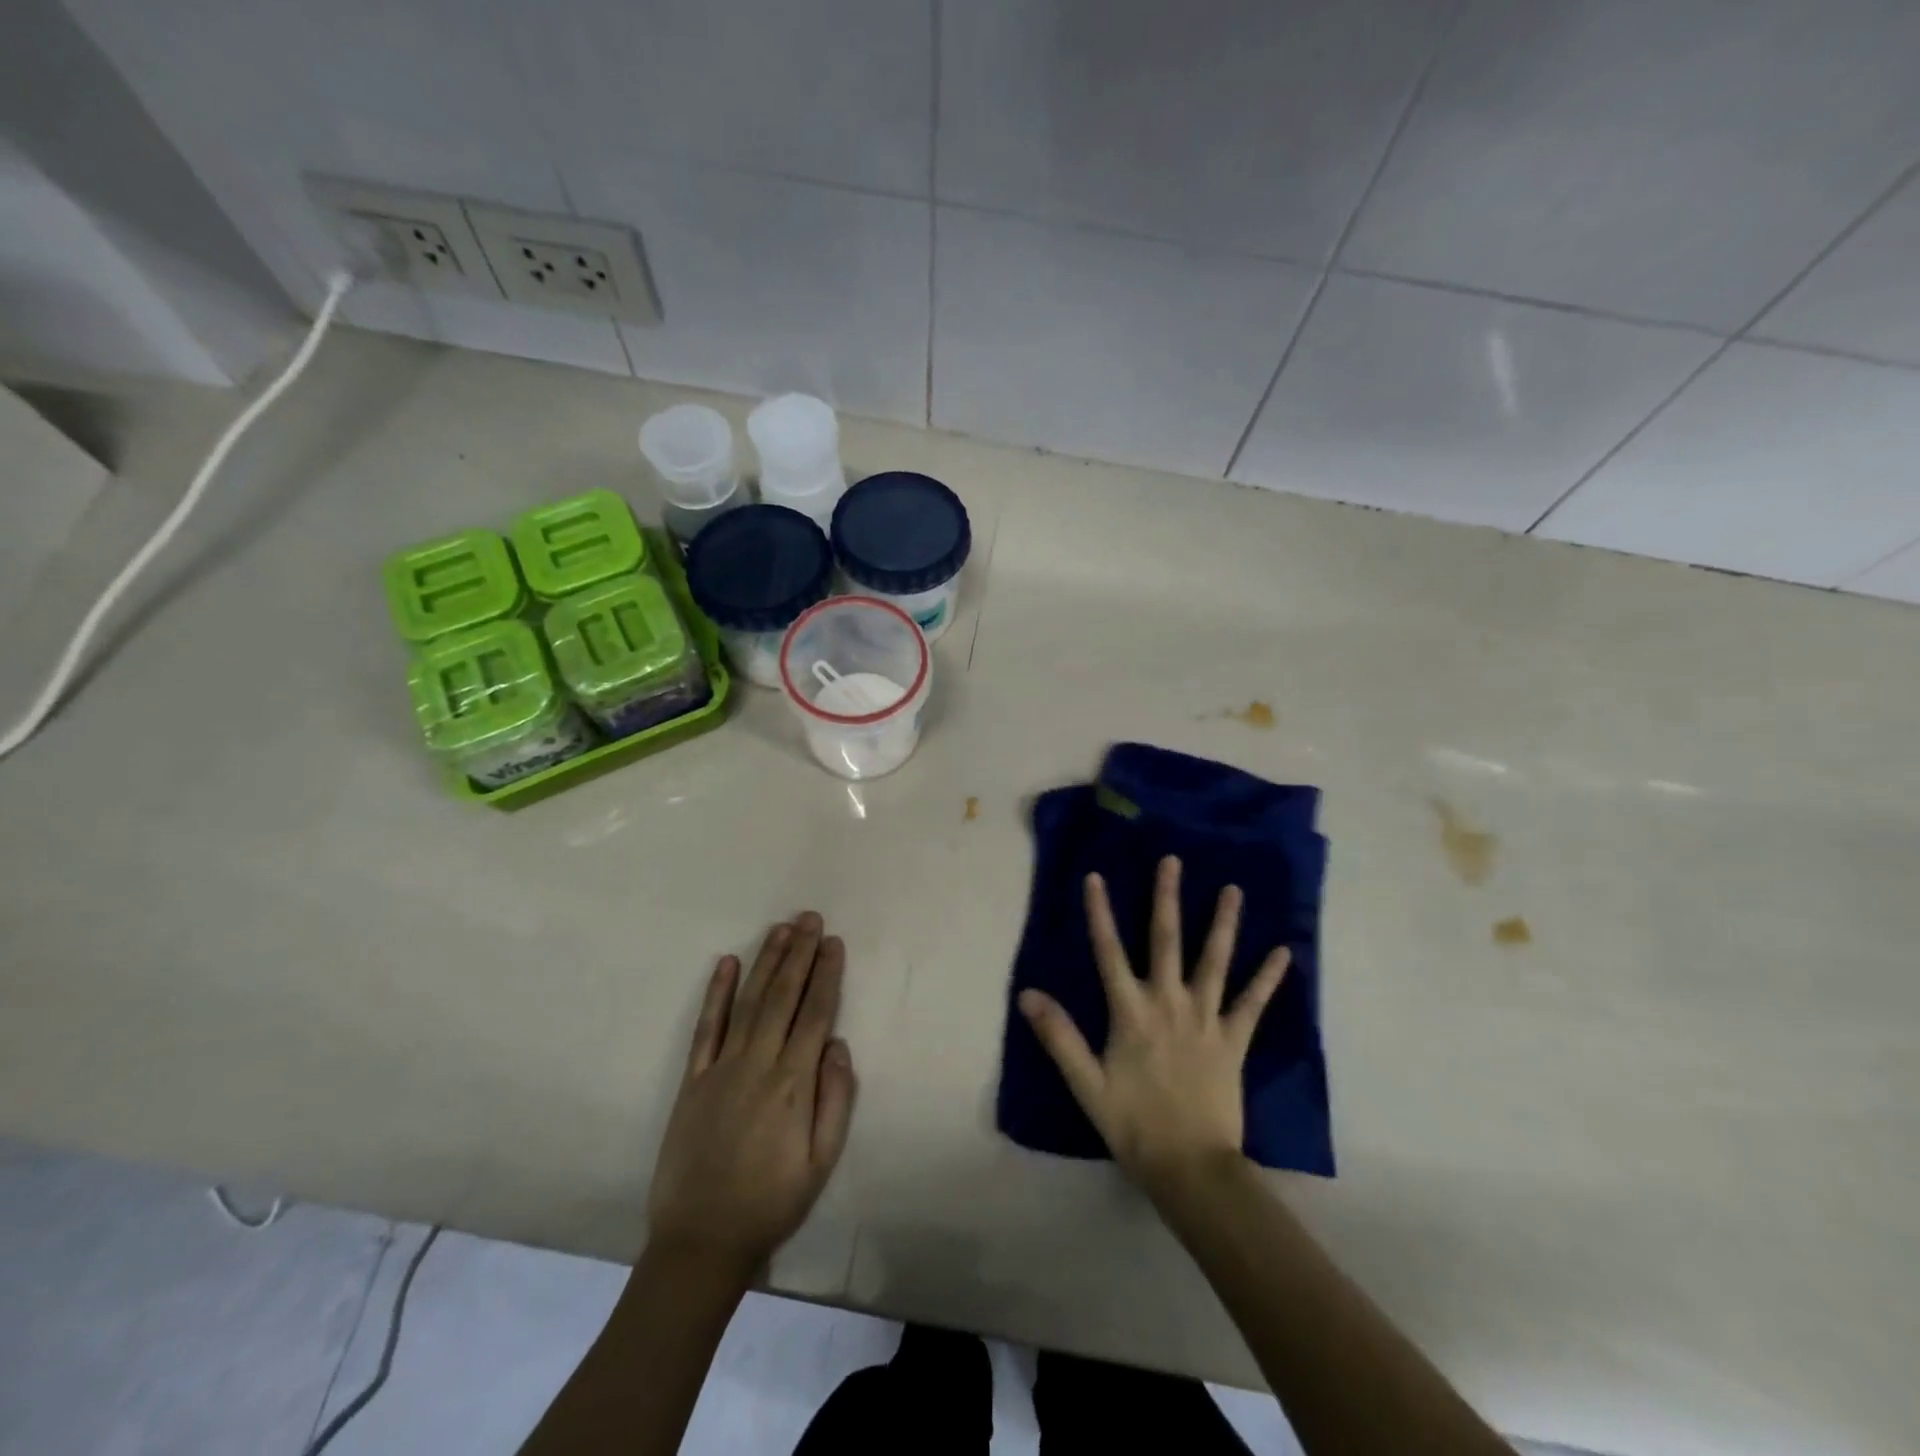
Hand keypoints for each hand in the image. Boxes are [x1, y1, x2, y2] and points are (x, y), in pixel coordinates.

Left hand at [646, 912, 856, 1279]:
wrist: (701, 1241)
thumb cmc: (771, 1202)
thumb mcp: (821, 1163)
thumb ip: (835, 1101)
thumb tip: (838, 1045)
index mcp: (792, 1084)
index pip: (815, 1014)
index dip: (826, 975)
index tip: (833, 942)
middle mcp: (757, 1064)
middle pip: (783, 996)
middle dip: (798, 953)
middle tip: (809, 918)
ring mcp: (721, 1068)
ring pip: (749, 1002)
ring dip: (766, 961)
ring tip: (780, 928)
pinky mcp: (692, 1080)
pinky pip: (706, 1028)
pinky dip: (717, 993)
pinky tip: (726, 963)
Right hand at [1019, 857, 1287, 1199]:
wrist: (1191, 1167)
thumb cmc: (1133, 1124)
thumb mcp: (1086, 1084)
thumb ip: (1059, 1036)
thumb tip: (1027, 994)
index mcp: (1131, 1012)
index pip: (1109, 952)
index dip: (1100, 913)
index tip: (1095, 876)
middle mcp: (1169, 1003)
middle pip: (1166, 940)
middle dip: (1167, 898)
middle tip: (1173, 861)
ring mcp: (1206, 1018)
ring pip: (1215, 960)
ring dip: (1223, 923)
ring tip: (1233, 889)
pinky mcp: (1235, 1039)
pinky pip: (1254, 1002)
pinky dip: (1268, 976)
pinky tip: (1283, 952)